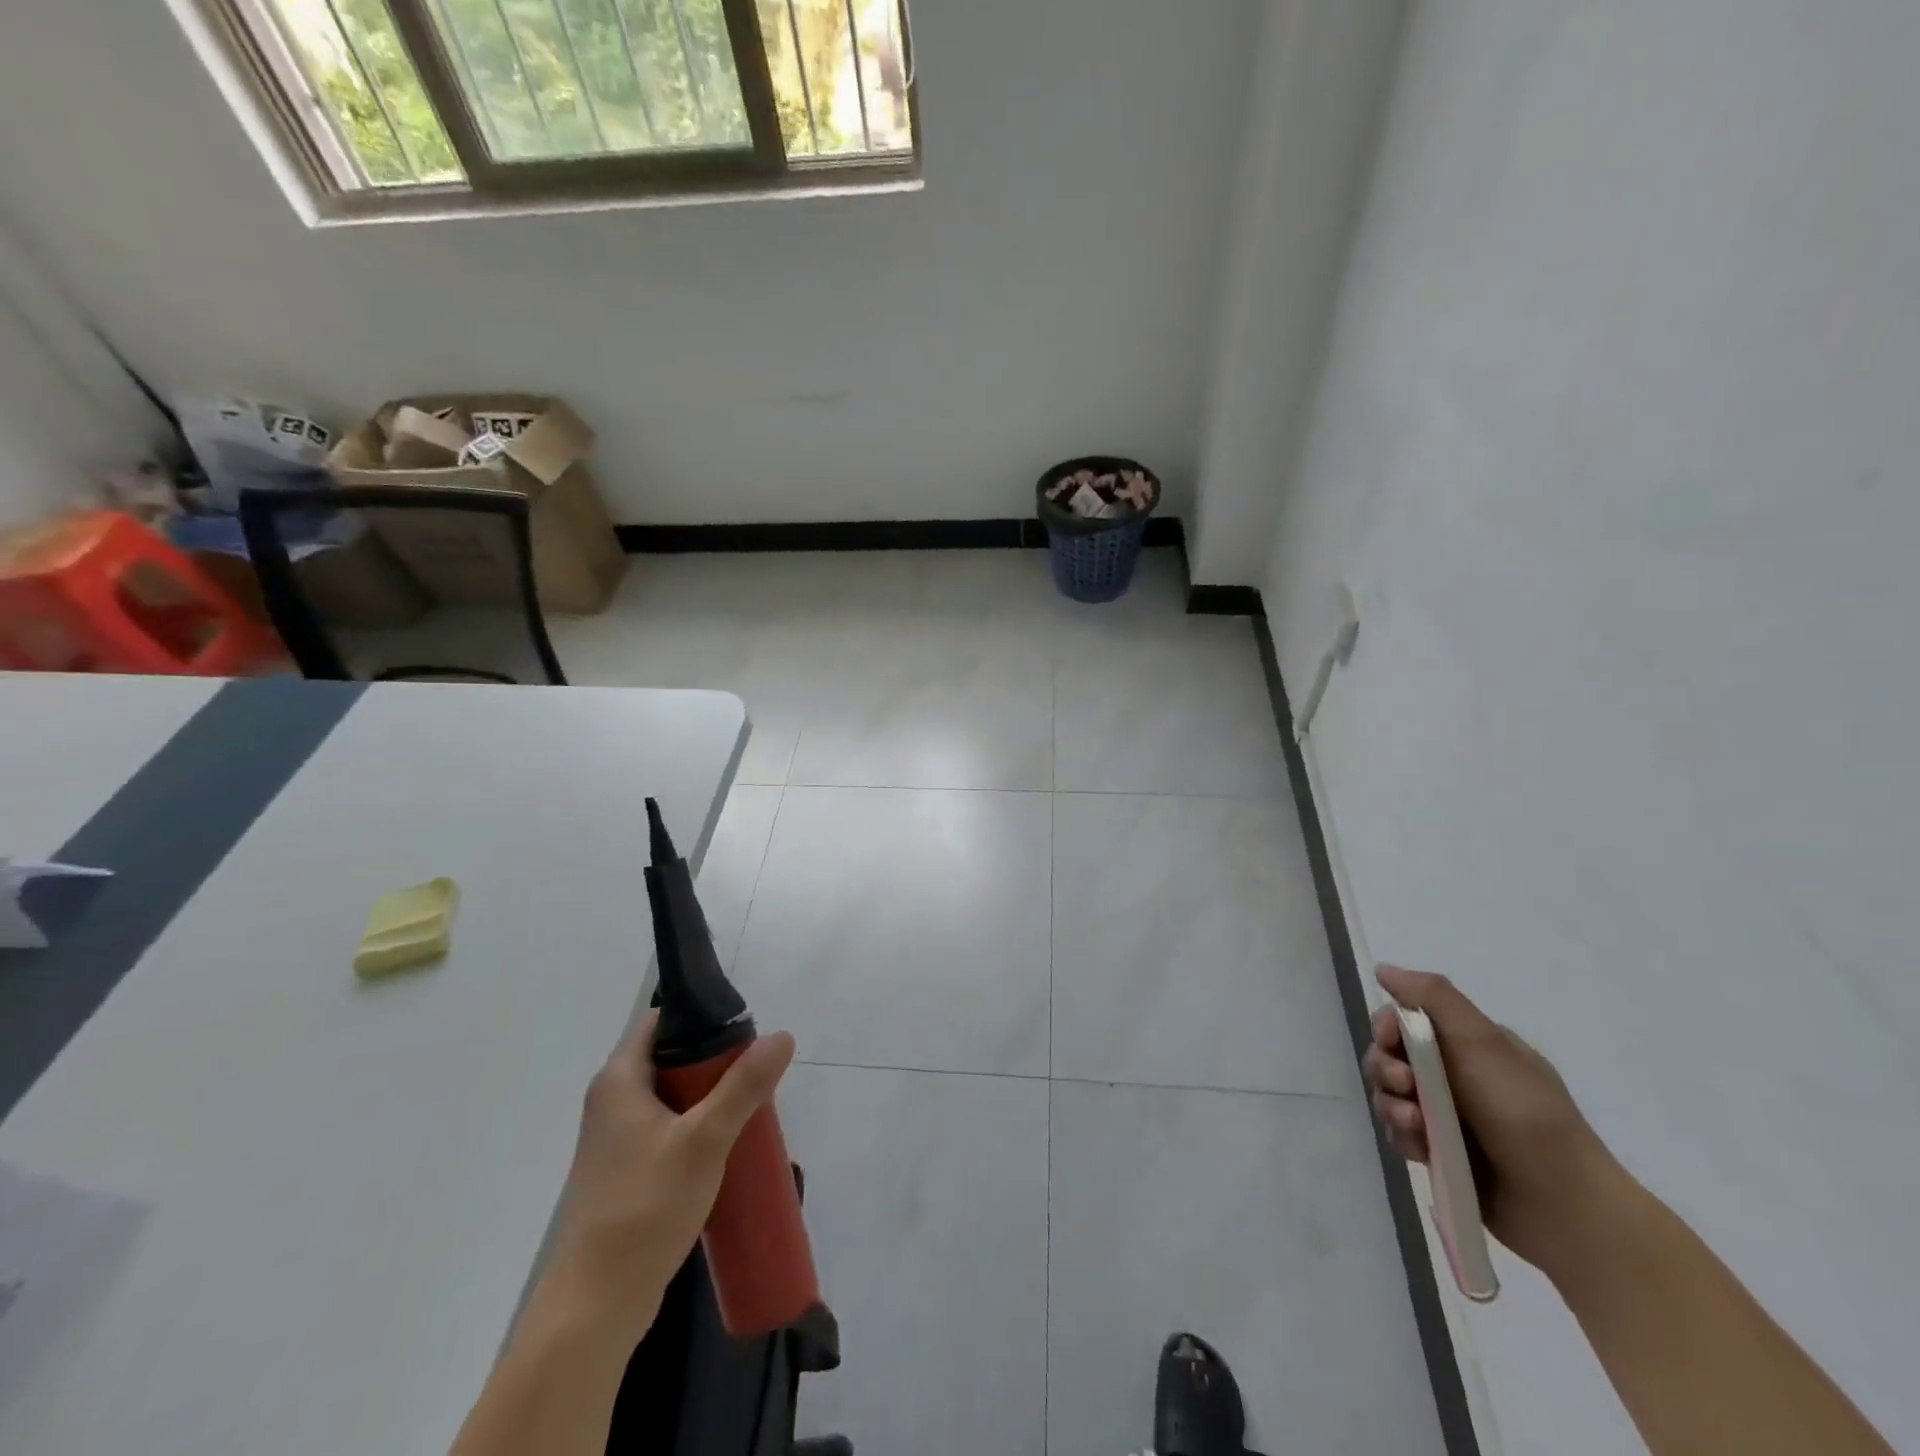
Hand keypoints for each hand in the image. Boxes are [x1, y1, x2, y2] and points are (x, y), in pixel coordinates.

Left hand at [540, 1010, 796, 1336]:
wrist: (595, 1306)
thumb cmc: (645, 1208)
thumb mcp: (704, 1139)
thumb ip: (743, 1086)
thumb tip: (781, 1036)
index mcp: (620, 1080)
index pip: (662, 1020)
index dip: (703, 1016)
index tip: (744, 1030)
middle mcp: (612, 1101)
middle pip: (671, 1057)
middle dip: (715, 1061)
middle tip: (756, 1073)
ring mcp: (616, 1139)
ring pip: (672, 1096)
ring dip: (710, 1097)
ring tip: (750, 1108)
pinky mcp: (626, 1171)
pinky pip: (668, 1128)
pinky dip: (697, 1126)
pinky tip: (726, 1146)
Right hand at [1363, 964, 1628, 1276]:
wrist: (1566, 1207)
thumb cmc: (1524, 1113)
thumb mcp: (1483, 1042)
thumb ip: (1433, 997)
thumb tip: (1383, 969)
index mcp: (1468, 1045)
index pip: (1406, 1020)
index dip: (1388, 1027)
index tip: (1392, 1041)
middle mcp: (1454, 1075)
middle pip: (1390, 1056)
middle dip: (1386, 1069)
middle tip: (1406, 1087)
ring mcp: (1446, 1116)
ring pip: (1389, 1095)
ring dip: (1392, 1106)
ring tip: (1416, 1127)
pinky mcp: (1439, 1152)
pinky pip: (1399, 1132)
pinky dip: (1403, 1136)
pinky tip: (1420, 1149)